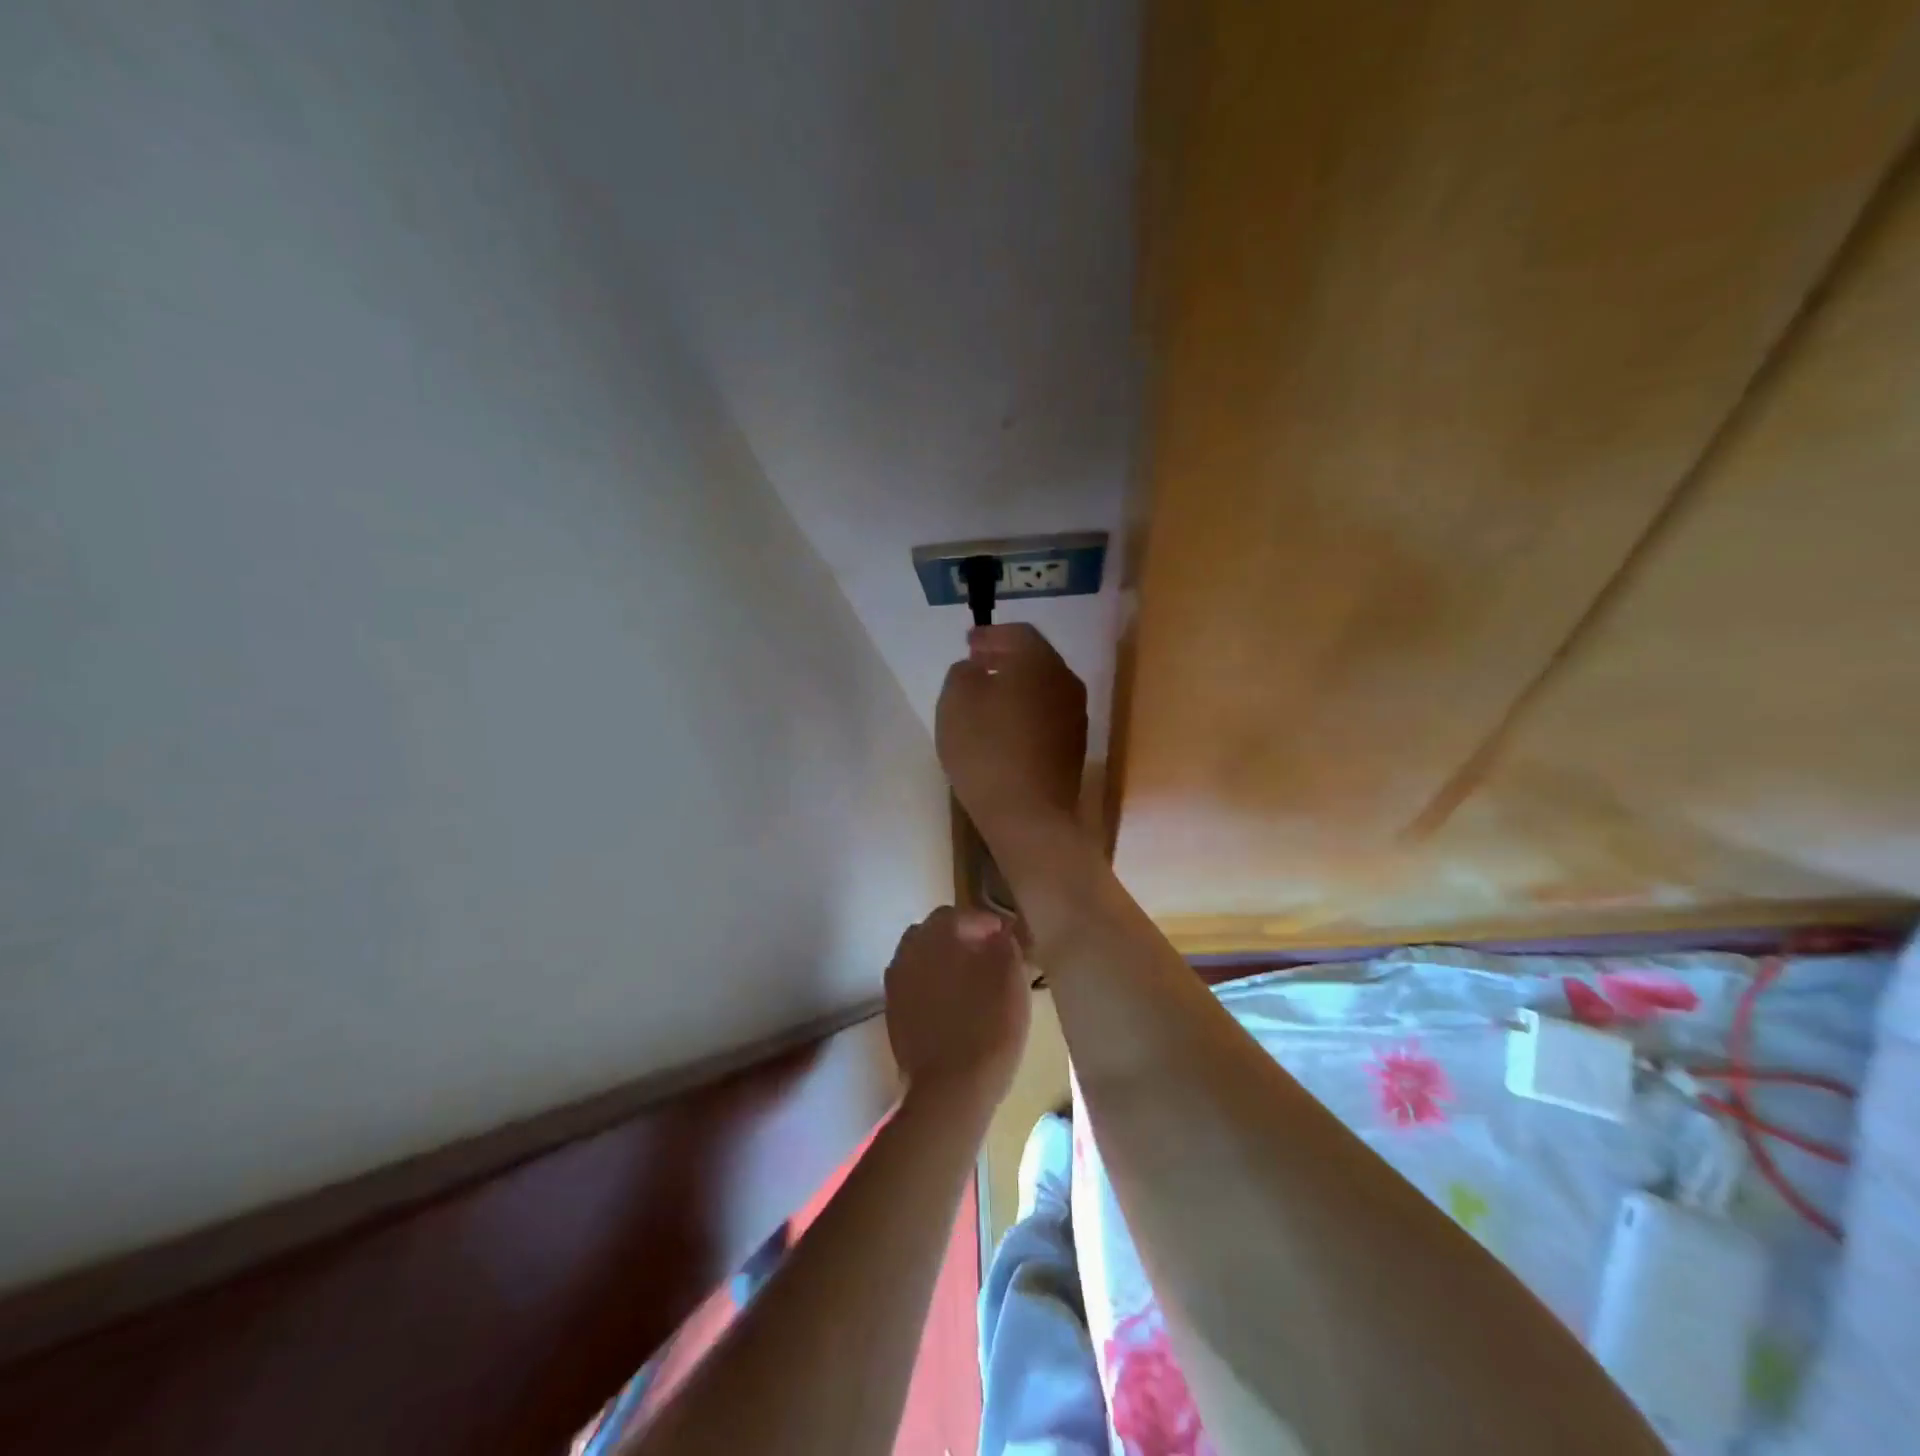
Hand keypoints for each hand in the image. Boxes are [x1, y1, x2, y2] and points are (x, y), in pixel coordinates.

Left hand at [884, 907, 1030, 1109]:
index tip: (1006, 938)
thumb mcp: (1012, 982)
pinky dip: (931, 985)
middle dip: (959, 938)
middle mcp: (908, 952)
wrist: (949, 1090)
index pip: (959, 915)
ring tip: (970, 981)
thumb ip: (1005, 949)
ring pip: (920, 958)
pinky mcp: (893, 1013)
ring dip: (943, 961)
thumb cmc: (988, 1028)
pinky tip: (953, 1004)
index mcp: (936, 937)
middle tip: (987, 955)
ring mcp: (895, 984)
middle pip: (933, 933)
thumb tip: (998, 936)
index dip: (985, 923)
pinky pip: (914, 985)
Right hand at [936, 624, 1087, 838]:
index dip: (990, 634)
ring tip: (988, 695)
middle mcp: (1065, 682)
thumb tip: (976, 669)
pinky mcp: (1074, 747)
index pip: (1018, 633)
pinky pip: (1047, 715)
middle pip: (1035, 658)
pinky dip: (1026, 711)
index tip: (968, 642)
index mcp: (1039, 661)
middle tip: (977, 663)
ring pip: (1043, 688)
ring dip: (1017, 686)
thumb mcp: (956, 702)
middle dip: (1005, 657)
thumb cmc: (987, 750)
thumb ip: (962, 673)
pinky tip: (1005, 727)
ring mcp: (1075, 716)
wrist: (1030, 814)